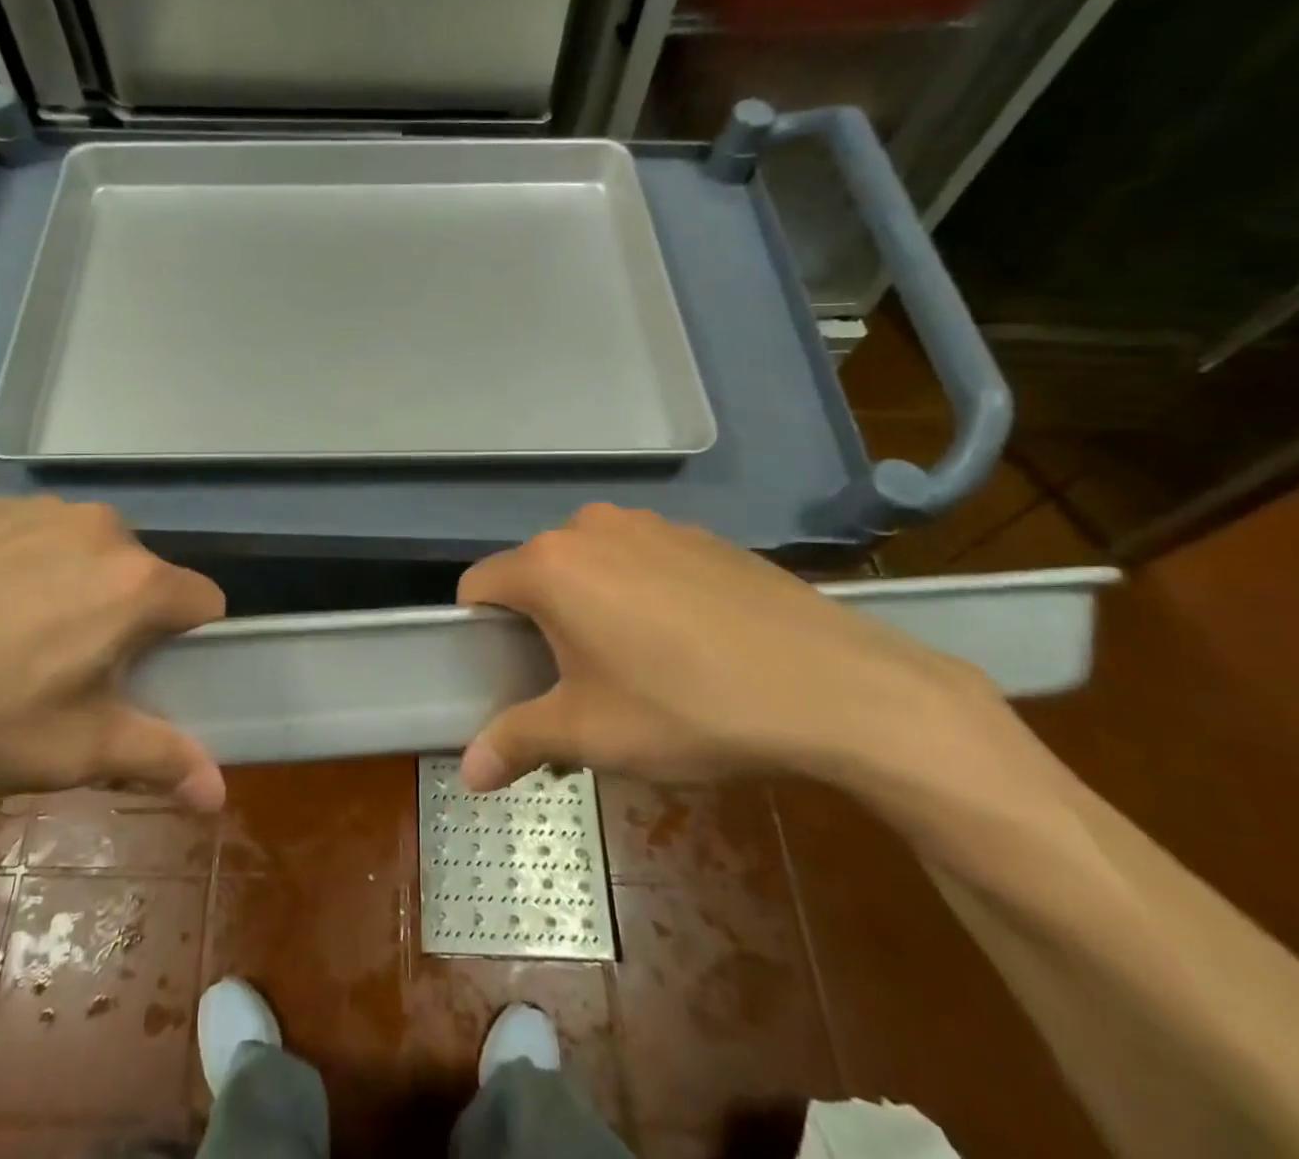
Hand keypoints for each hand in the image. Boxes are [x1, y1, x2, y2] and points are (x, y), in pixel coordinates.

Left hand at [0, 498, 227, 808]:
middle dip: (128, 619)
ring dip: (80, 590)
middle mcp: (102, 529)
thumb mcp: (68, 753)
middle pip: (146, 577)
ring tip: (13, 639)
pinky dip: (32, 567)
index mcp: (135, 582)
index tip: (138, 679)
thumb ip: (158, 759)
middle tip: (67, 672)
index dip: (185, 645)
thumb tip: (219, 793)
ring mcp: (43, 510)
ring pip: (95, 554)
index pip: (204, 602)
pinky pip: (42, 537)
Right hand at [455, 504, 1002, 791]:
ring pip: (590, 563)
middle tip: (576, 680)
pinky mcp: (698, 534)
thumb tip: (467, 773)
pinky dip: (640, 590)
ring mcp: (649, 524)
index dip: (479, 631)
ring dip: (591, 603)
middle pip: (536, 573)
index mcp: (550, 565)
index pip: (479, 585)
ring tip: (636, 661)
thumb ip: (517, 741)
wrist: (831, 685)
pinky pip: (641, 558)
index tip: (508, 672)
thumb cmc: (686, 707)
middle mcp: (590, 528)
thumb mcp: (591, 734)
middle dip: (540, 621)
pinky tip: (688, 640)